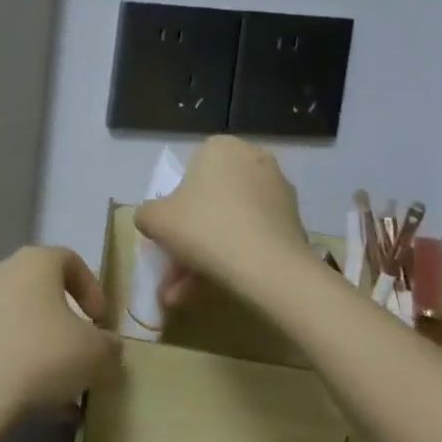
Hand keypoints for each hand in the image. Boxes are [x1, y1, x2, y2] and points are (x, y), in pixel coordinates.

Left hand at [0, 246, 119, 420]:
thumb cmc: (42, 356)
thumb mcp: (95, 353)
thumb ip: (109, 345)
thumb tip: (107, 344)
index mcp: (35, 262)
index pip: (71, 260)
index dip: (92, 289)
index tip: (100, 322)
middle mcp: (2, 271)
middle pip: (43, 290)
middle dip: (67, 320)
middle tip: (82, 351)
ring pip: (22, 319)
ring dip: (44, 345)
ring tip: (62, 384)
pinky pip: (1, 341)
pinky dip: (20, 361)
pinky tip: (36, 399)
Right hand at [134, 136, 313, 303]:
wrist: (269, 268)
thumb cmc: (205, 229)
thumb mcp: (155, 220)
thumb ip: (146, 214)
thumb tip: (152, 219)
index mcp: (220, 147)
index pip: (190, 172)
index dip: (176, 205)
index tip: (169, 234)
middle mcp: (253, 159)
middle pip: (211, 200)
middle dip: (191, 237)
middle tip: (176, 269)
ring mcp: (278, 190)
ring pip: (231, 222)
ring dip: (208, 253)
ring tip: (188, 293)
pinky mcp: (294, 220)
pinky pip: (253, 235)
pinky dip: (235, 257)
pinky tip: (217, 288)